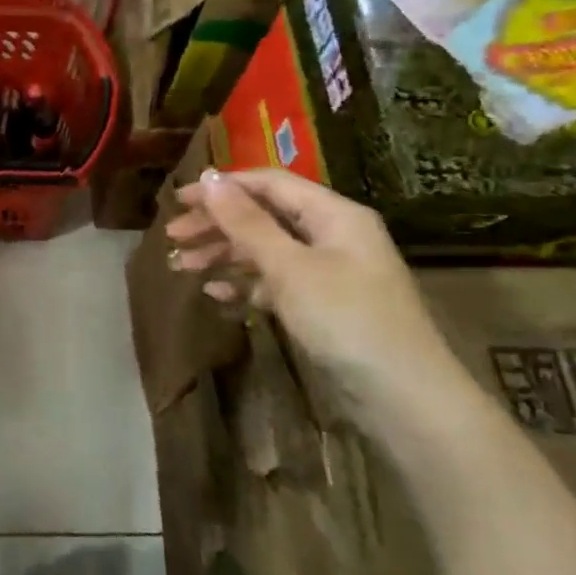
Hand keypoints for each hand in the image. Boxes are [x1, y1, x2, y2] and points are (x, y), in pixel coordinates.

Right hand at [164, 167, 466, 427]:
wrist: (402, 396)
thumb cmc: (346, 319)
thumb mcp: (290, 267)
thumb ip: (247, 223)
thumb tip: (209, 178)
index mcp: (333, 215)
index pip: (270, 184)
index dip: (222, 188)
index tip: (177, 201)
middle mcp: (331, 235)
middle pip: (264, 216)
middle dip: (216, 225)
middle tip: (172, 239)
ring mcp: (328, 272)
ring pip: (265, 251)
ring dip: (223, 256)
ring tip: (181, 268)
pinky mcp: (322, 305)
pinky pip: (275, 282)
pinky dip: (245, 285)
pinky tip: (216, 295)